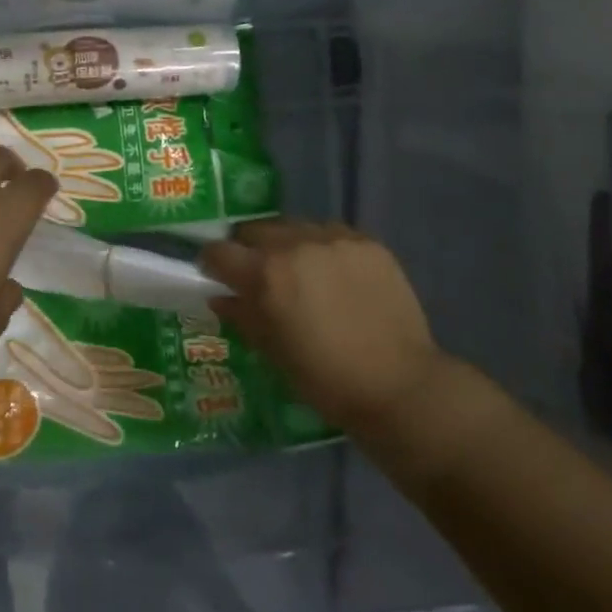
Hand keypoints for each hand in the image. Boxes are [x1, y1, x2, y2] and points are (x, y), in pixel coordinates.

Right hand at [200, 220, 443, 431]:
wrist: (399, 385)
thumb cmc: (325, 378)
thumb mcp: (272, 352)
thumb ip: (243, 316)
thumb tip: (220, 297)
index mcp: (266, 274)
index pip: (219, 251)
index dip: (212, 263)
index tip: (215, 276)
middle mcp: (295, 244)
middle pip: (254, 230)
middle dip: (248, 249)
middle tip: (258, 275)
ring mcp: (335, 239)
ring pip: (294, 226)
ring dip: (286, 245)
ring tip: (300, 272)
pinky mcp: (367, 242)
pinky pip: (331, 233)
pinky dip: (322, 248)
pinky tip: (334, 274)